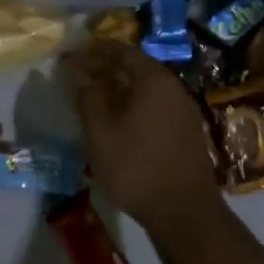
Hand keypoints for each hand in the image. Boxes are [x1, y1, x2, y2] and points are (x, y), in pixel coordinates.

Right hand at [64, 39, 221, 242]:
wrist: (184, 212)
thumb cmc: (136, 167)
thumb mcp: (100, 133)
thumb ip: (88, 98)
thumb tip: (81, 76)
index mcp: (154, 80)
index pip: (122, 51)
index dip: (96, 50)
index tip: (76, 53)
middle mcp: (174, 88)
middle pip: (138, 67)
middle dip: (108, 68)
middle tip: (83, 75)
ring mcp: (185, 110)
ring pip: (148, 88)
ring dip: (122, 88)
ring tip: (97, 97)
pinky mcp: (188, 132)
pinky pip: (157, 106)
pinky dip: (136, 104)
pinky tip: (121, 121)